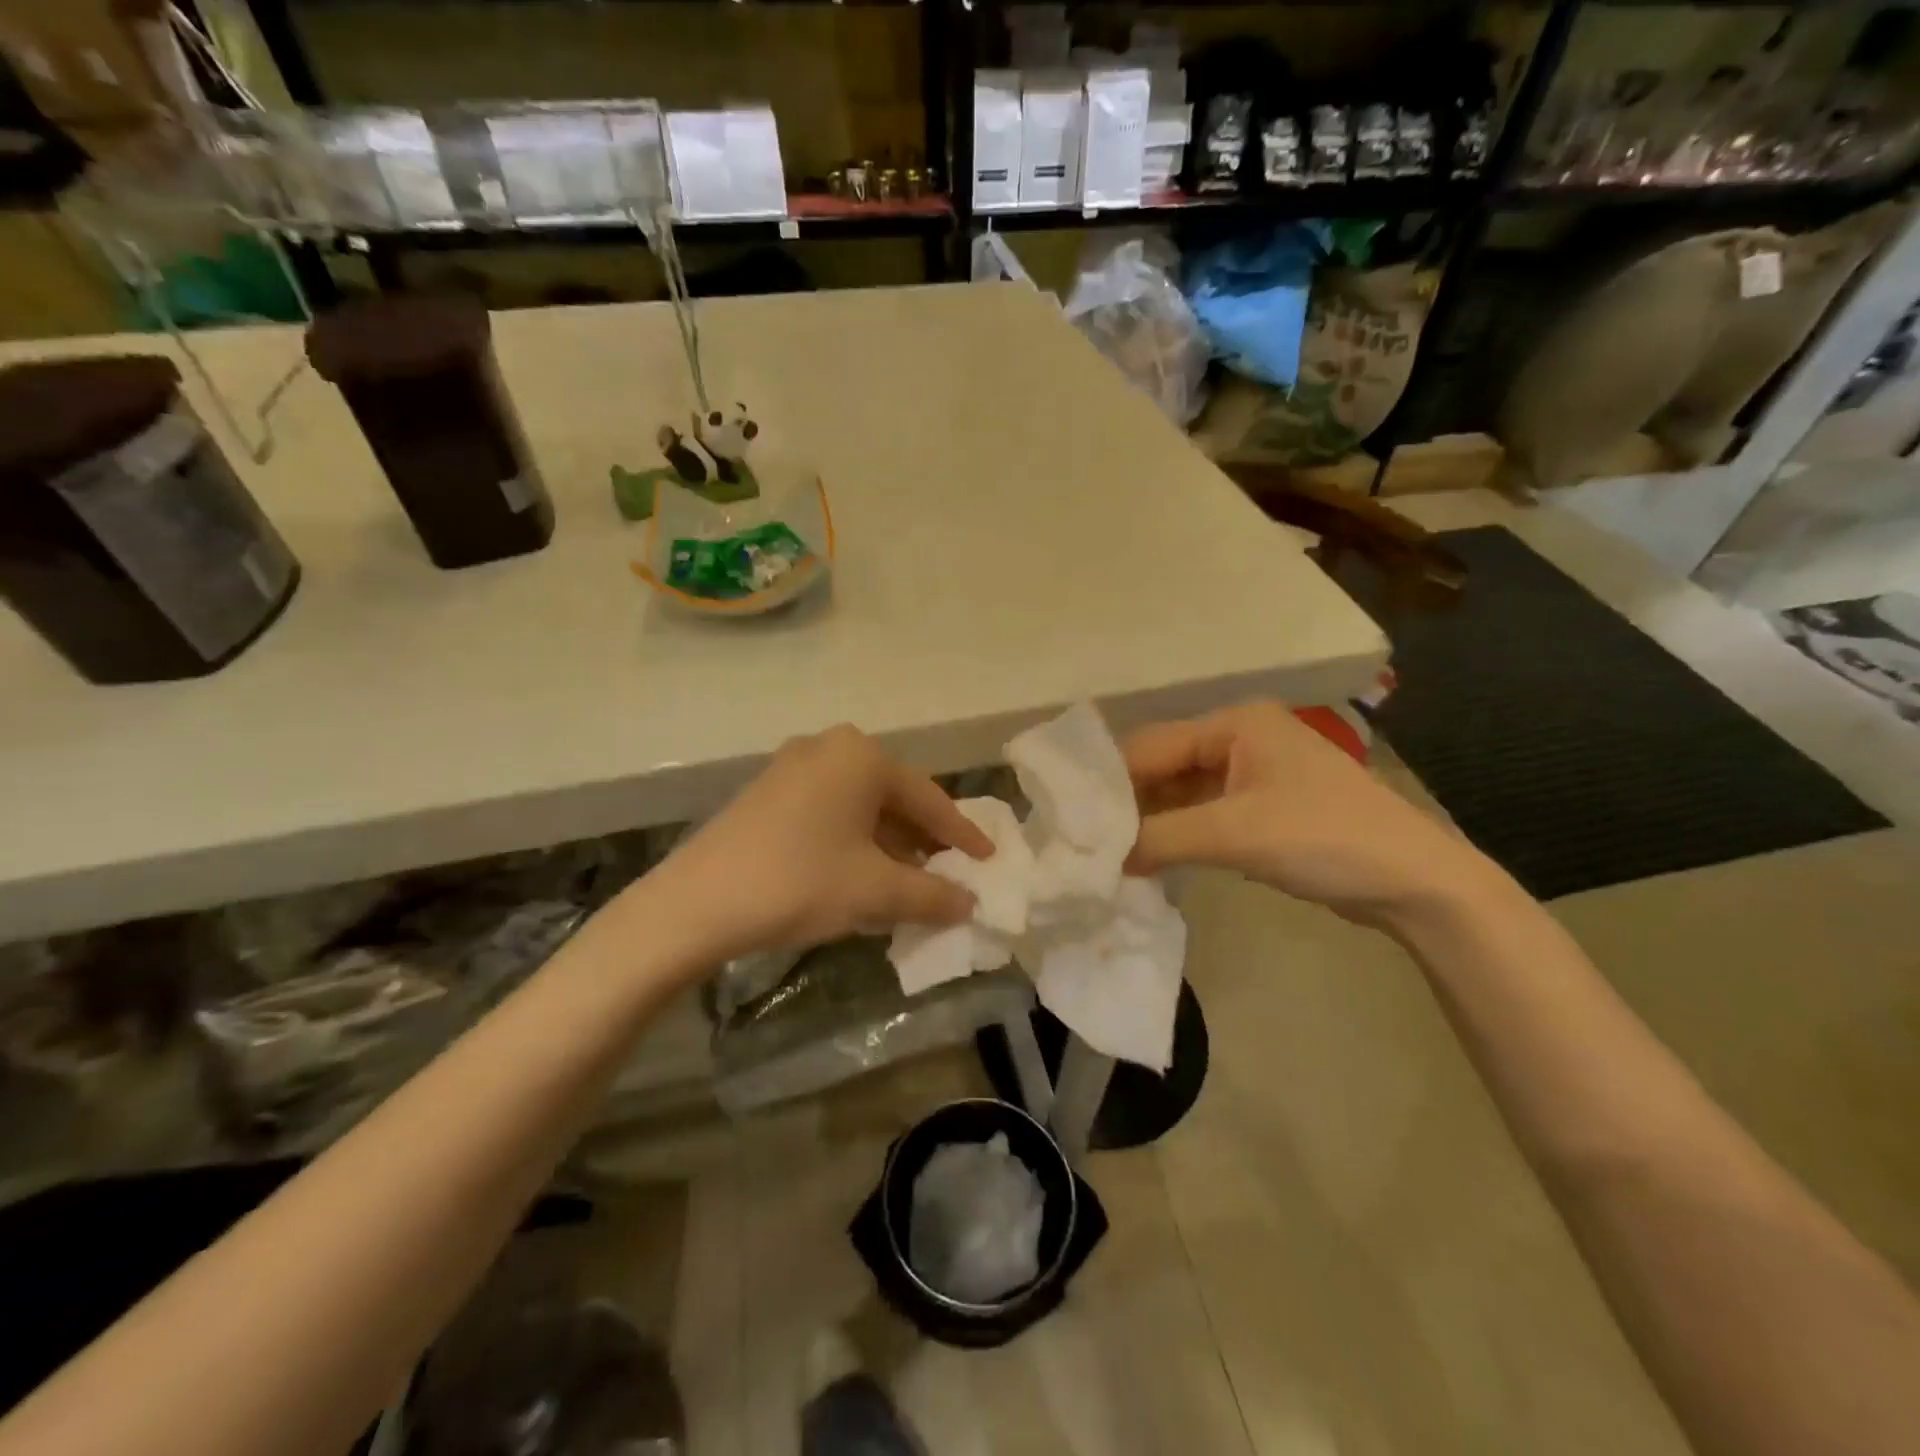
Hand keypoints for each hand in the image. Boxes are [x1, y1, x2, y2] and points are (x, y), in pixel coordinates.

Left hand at [648, 725, 993, 962]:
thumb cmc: (800, 882)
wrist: (696, 903)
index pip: (929, 799)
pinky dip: (854, 842)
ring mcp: (793, 767)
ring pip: (860, 807)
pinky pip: (830, 812)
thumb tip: (969, 903)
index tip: (988, 861)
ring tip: (910, 883)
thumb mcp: (876, 891)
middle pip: (894, 798)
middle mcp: (830, 748)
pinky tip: (861, 876)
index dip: (962, 835)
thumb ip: (932, 894)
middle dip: (923, 840)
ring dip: (889, 844)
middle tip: (950, 873)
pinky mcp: (768, 792)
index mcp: (862, 757)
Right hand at [1123, 701, 1497, 929]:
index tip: (1073, 820)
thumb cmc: (1323, 838)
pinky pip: (1202, 813)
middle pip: (1163, 766)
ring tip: (1109, 854)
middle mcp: (1238, 739)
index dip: (1111, 784)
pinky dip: (1177, 834)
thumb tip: (1103, 858)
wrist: (1413, 880)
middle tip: (1087, 841)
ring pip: (1180, 792)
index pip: (1150, 747)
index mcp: (1233, 724)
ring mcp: (1251, 774)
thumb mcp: (1235, 834)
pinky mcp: (1260, 807)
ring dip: (1151, 823)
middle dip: (1129, 804)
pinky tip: (1149, 859)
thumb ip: (1161, 839)